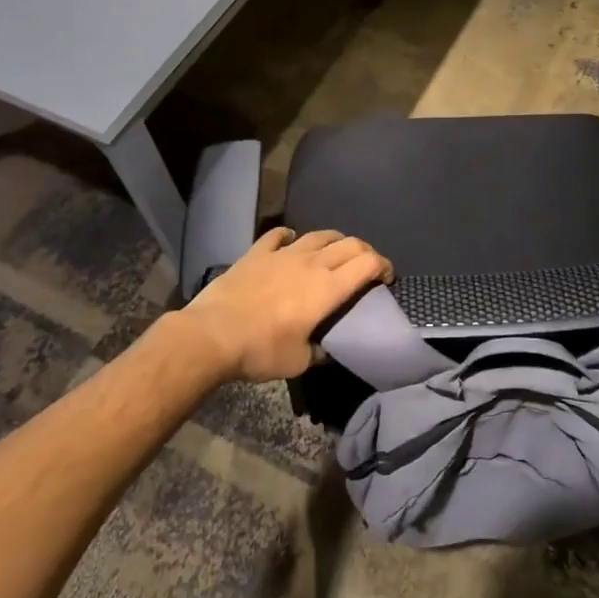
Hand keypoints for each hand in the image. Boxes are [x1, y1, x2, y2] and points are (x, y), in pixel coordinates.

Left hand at [182, 228, 393, 382]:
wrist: (212, 335)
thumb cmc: (261, 351)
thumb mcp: (299, 362)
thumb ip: (319, 351)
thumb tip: (325, 348)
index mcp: (328, 288)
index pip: (368, 263)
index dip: (384, 266)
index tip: (386, 277)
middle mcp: (311, 263)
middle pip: (350, 244)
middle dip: (366, 252)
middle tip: (367, 267)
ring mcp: (283, 254)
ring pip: (319, 235)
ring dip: (335, 240)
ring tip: (335, 251)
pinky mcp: (257, 253)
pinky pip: (278, 236)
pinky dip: (290, 236)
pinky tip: (290, 241)